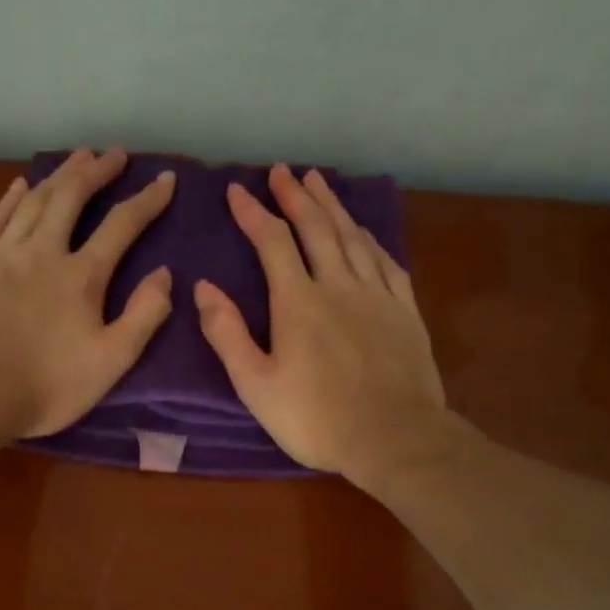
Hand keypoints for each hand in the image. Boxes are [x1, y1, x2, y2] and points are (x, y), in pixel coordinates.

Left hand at [0, 149, 176, 438]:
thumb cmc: (47, 385)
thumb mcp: (111, 361)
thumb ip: (143, 316)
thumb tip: (165, 274)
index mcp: (82, 276)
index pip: (122, 225)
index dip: (147, 200)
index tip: (165, 178)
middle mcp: (44, 252)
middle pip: (72, 198)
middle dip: (97, 171)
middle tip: (114, 154)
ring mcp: (2, 254)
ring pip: (33, 200)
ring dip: (58, 175)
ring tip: (76, 157)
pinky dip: (10, 198)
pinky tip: (20, 185)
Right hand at [196, 165, 446, 483]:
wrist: (393, 437)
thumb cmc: (316, 418)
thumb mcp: (256, 385)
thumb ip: (228, 335)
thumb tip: (204, 287)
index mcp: (298, 302)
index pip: (272, 243)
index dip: (253, 213)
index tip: (237, 190)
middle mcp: (339, 285)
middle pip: (316, 228)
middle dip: (296, 196)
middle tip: (282, 171)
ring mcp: (377, 295)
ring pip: (353, 237)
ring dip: (333, 207)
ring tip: (319, 182)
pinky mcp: (405, 311)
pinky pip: (387, 261)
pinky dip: (370, 239)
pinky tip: (364, 231)